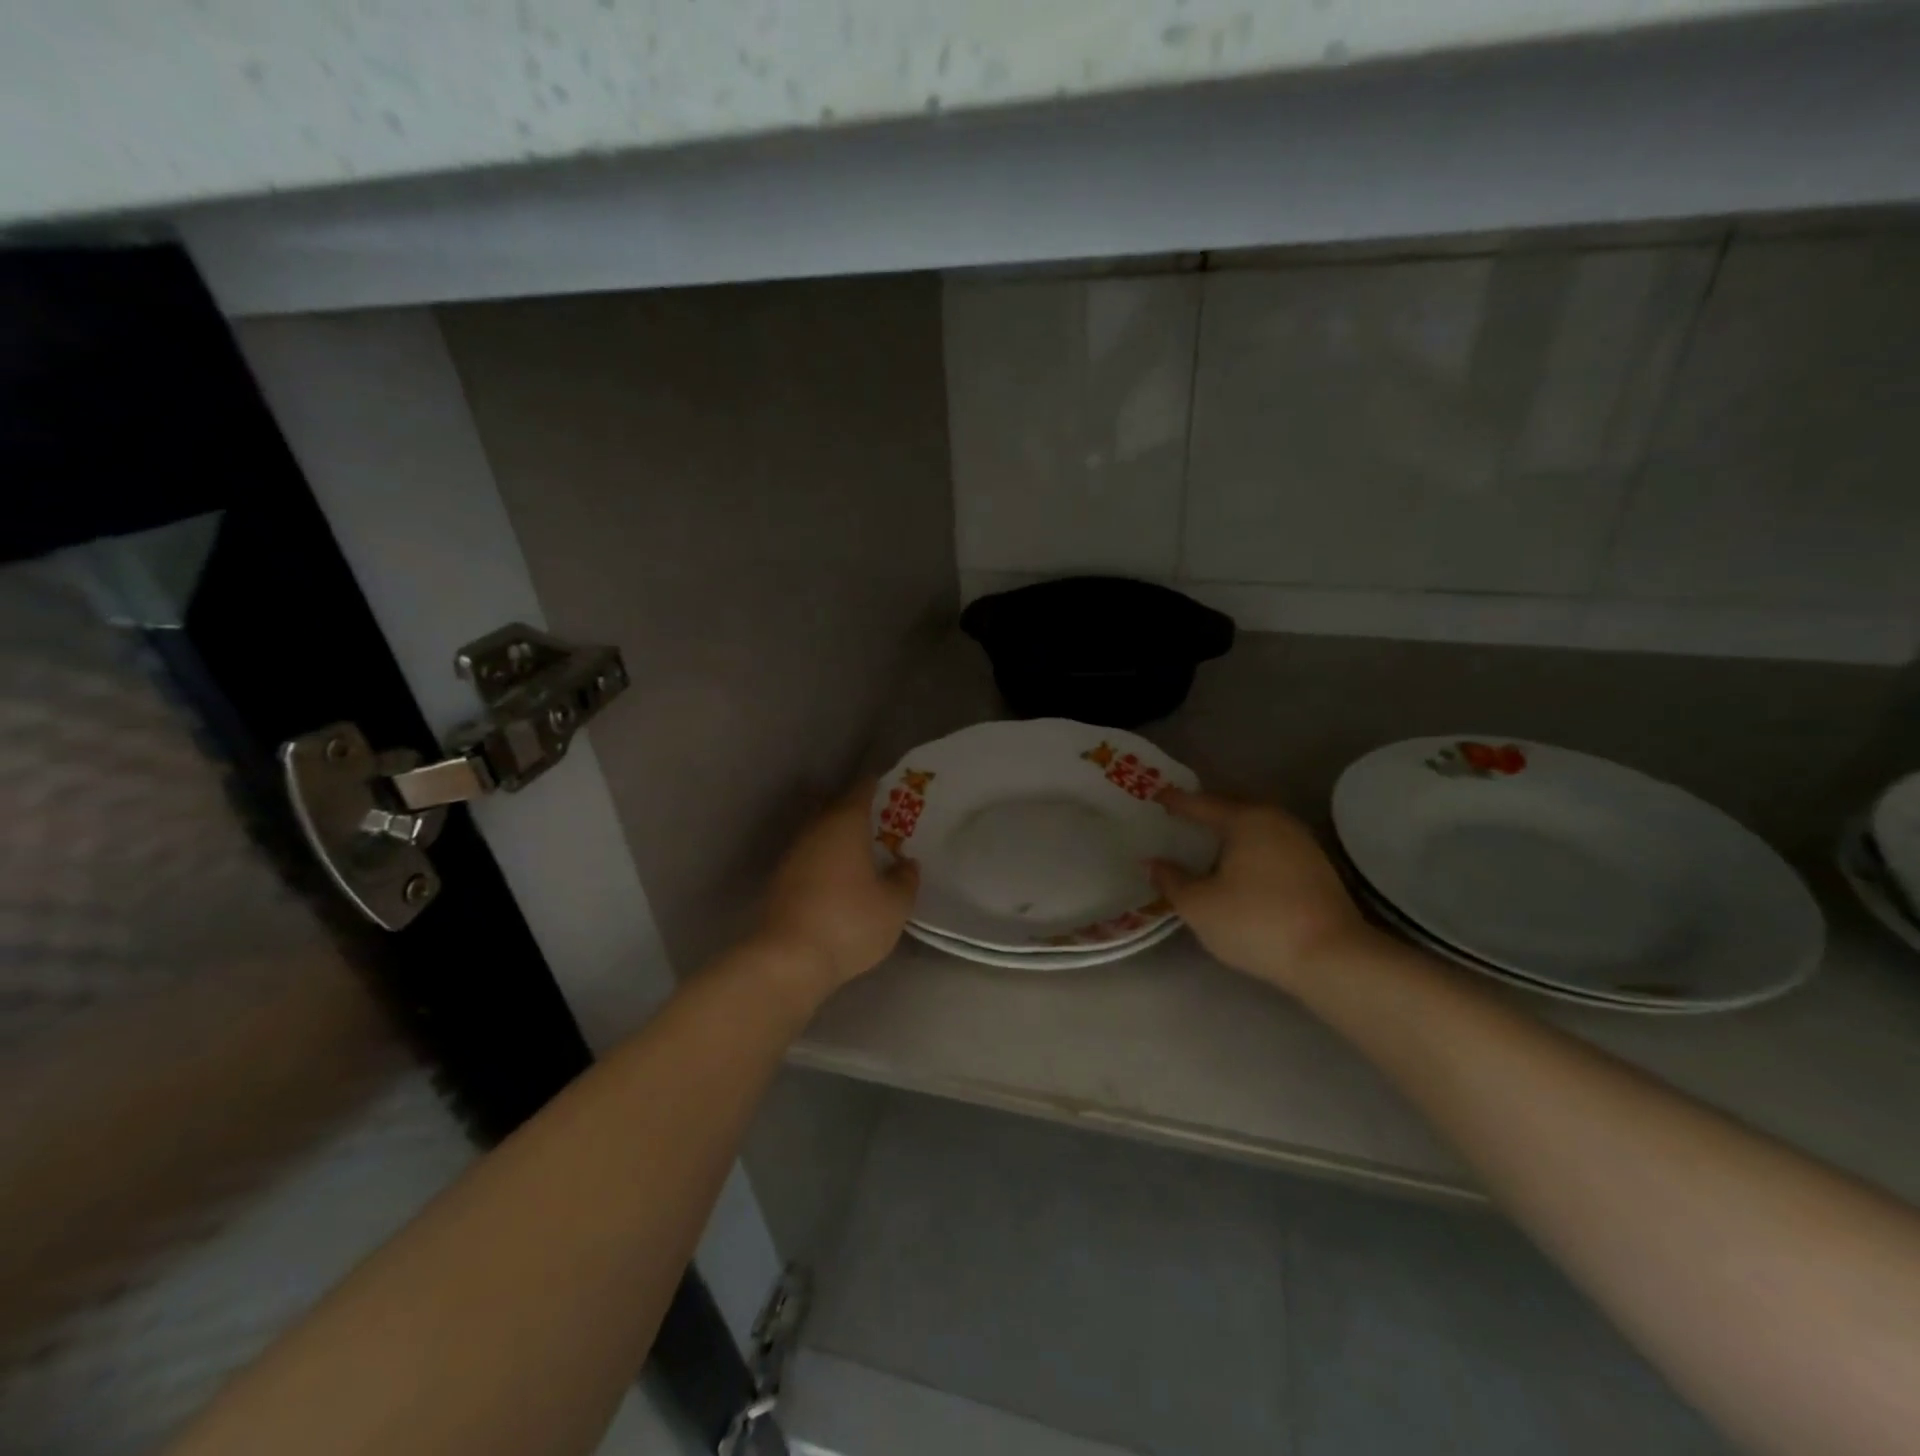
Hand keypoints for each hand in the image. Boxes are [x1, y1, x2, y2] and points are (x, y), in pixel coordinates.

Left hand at [758, 780, 918, 1000]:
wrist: (788, 959)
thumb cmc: (849, 922)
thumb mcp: (894, 905)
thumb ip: (905, 879)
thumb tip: (906, 863)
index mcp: (845, 824)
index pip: (861, 790)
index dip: (877, 787)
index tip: (891, 790)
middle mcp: (815, 830)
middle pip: (837, 810)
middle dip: (858, 813)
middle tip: (882, 825)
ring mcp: (793, 855)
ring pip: (821, 835)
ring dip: (840, 840)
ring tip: (863, 854)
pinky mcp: (780, 882)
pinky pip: (810, 859)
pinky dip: (826, 862)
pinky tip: (840, 881)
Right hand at [1149, 790, 1376, 994]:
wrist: (1332, 957)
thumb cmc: (1256, 923)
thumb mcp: (1199, 906)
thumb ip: (1171, 880)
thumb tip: (1153, 863)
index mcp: (1245, 819)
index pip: (1201, 803)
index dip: (1175, 802)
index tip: (1155, 797)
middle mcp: (1276, 820)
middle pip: (1232, 807)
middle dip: (1205, 811)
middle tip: (1179, 817)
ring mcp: (1301, 842)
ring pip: (1255, 826)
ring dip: (1230, 831)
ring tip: (1206, 842)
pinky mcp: (1316, 867)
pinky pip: (1271, 844)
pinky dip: (1249, 848)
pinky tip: (1239, 866)